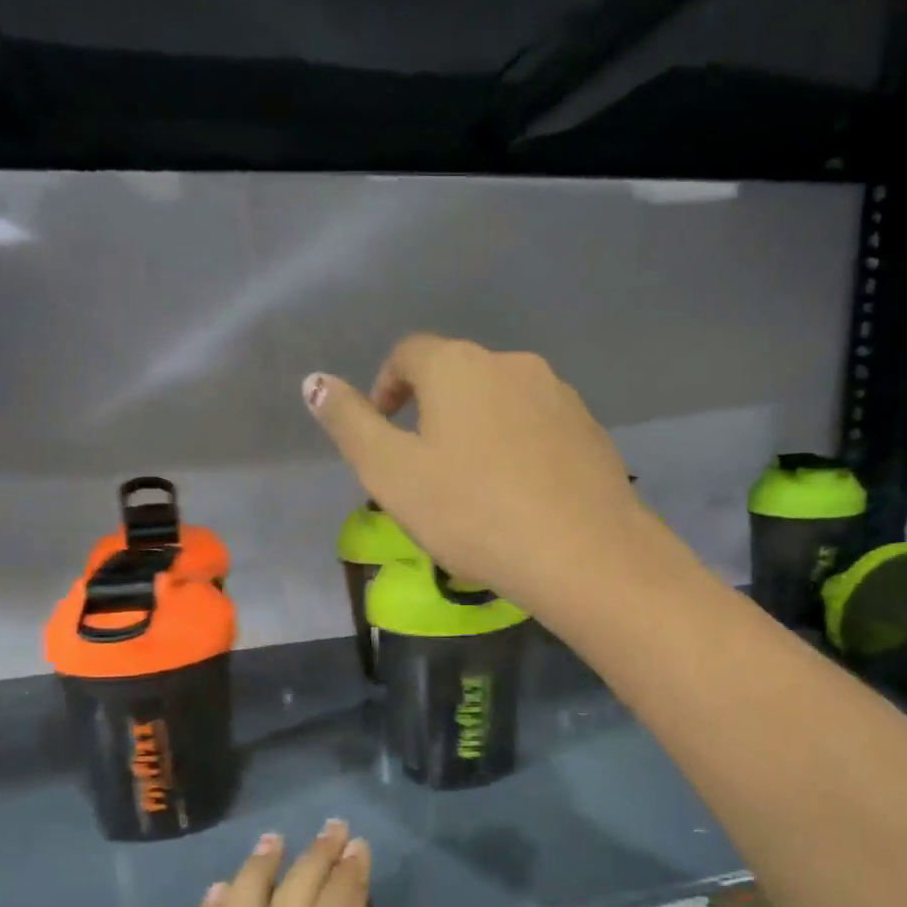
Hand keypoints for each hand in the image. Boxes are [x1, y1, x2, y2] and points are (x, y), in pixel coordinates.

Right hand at [304, 334, 652, 614]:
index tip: (382, 429)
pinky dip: (519, 450)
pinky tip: (521, 496)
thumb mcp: (392, 474)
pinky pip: (539, 429)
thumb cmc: (472, 512)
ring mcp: (559, 395)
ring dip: (479, 432)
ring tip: (475, 489)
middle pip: (458, 377)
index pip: (408, 354)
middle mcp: (512, 364)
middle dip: (433, 413)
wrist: (583, 552)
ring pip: (502, 403)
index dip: (386, 387)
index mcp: (458, 367)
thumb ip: (349, 424)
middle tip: (425, 470)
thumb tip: (315, 381)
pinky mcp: (591, 430)